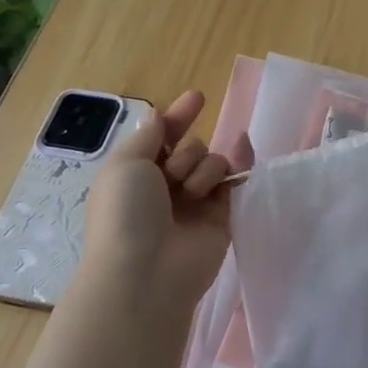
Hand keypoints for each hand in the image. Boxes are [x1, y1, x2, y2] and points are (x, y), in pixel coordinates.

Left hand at [79, 91, 242, 310]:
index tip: (198, 96)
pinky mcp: (221, 216)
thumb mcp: (125, 163)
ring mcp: (195, 203)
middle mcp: (166, 187)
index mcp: (137, 174)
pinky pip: (233, 180)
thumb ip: (149, 135)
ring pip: (211, 160)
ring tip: (191, 193)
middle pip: (189, 146)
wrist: (146, 271)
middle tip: (173, 175)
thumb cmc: (125, 212)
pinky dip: (237, 165)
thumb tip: (158, 116)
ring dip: (201, 167)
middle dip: (185, 151)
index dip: (177, 117)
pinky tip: (243, 150)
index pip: (162, 137)